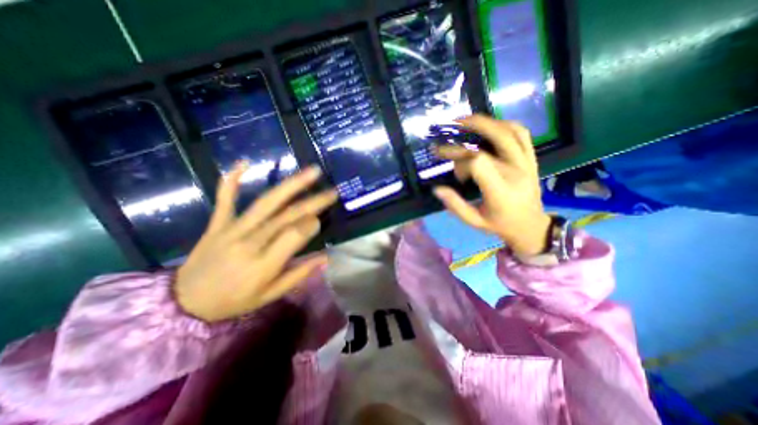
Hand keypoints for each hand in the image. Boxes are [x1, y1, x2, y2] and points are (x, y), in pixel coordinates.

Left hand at [177, 162, 336, 322]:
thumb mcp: (271, 295)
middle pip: (286, 216)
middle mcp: (250, 242)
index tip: (321, 219)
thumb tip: (326, 257)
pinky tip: (244, 163)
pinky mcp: (217, 223)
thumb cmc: (234, 300)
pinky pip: (225, 199)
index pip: (294, 236)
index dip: (310, 225)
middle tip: (332, 192)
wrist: (184, 303)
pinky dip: (232, 180)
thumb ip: (300, 274)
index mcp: (264, 264)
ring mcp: (232, 229)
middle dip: (313, 202)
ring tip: (311, 172)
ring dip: (290, 185)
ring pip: (266, 203)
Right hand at [433, 113, 551, 255]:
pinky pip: (522, 134)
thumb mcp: (474, 221)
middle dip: (469, 131)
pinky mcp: (531, 159)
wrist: (530, 226)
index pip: (478, 162)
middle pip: (492, 142)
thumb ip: (455, 205)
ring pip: (509, 132)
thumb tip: (437, 189)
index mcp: (500, 190)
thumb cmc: (499, 225)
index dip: (459, 159)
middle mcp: (516, 172)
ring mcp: (526, 163)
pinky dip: (505, 125)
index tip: (448, 163)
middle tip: (452, 126)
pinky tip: (491, 125)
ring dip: (487, 122)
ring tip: (467, 120)